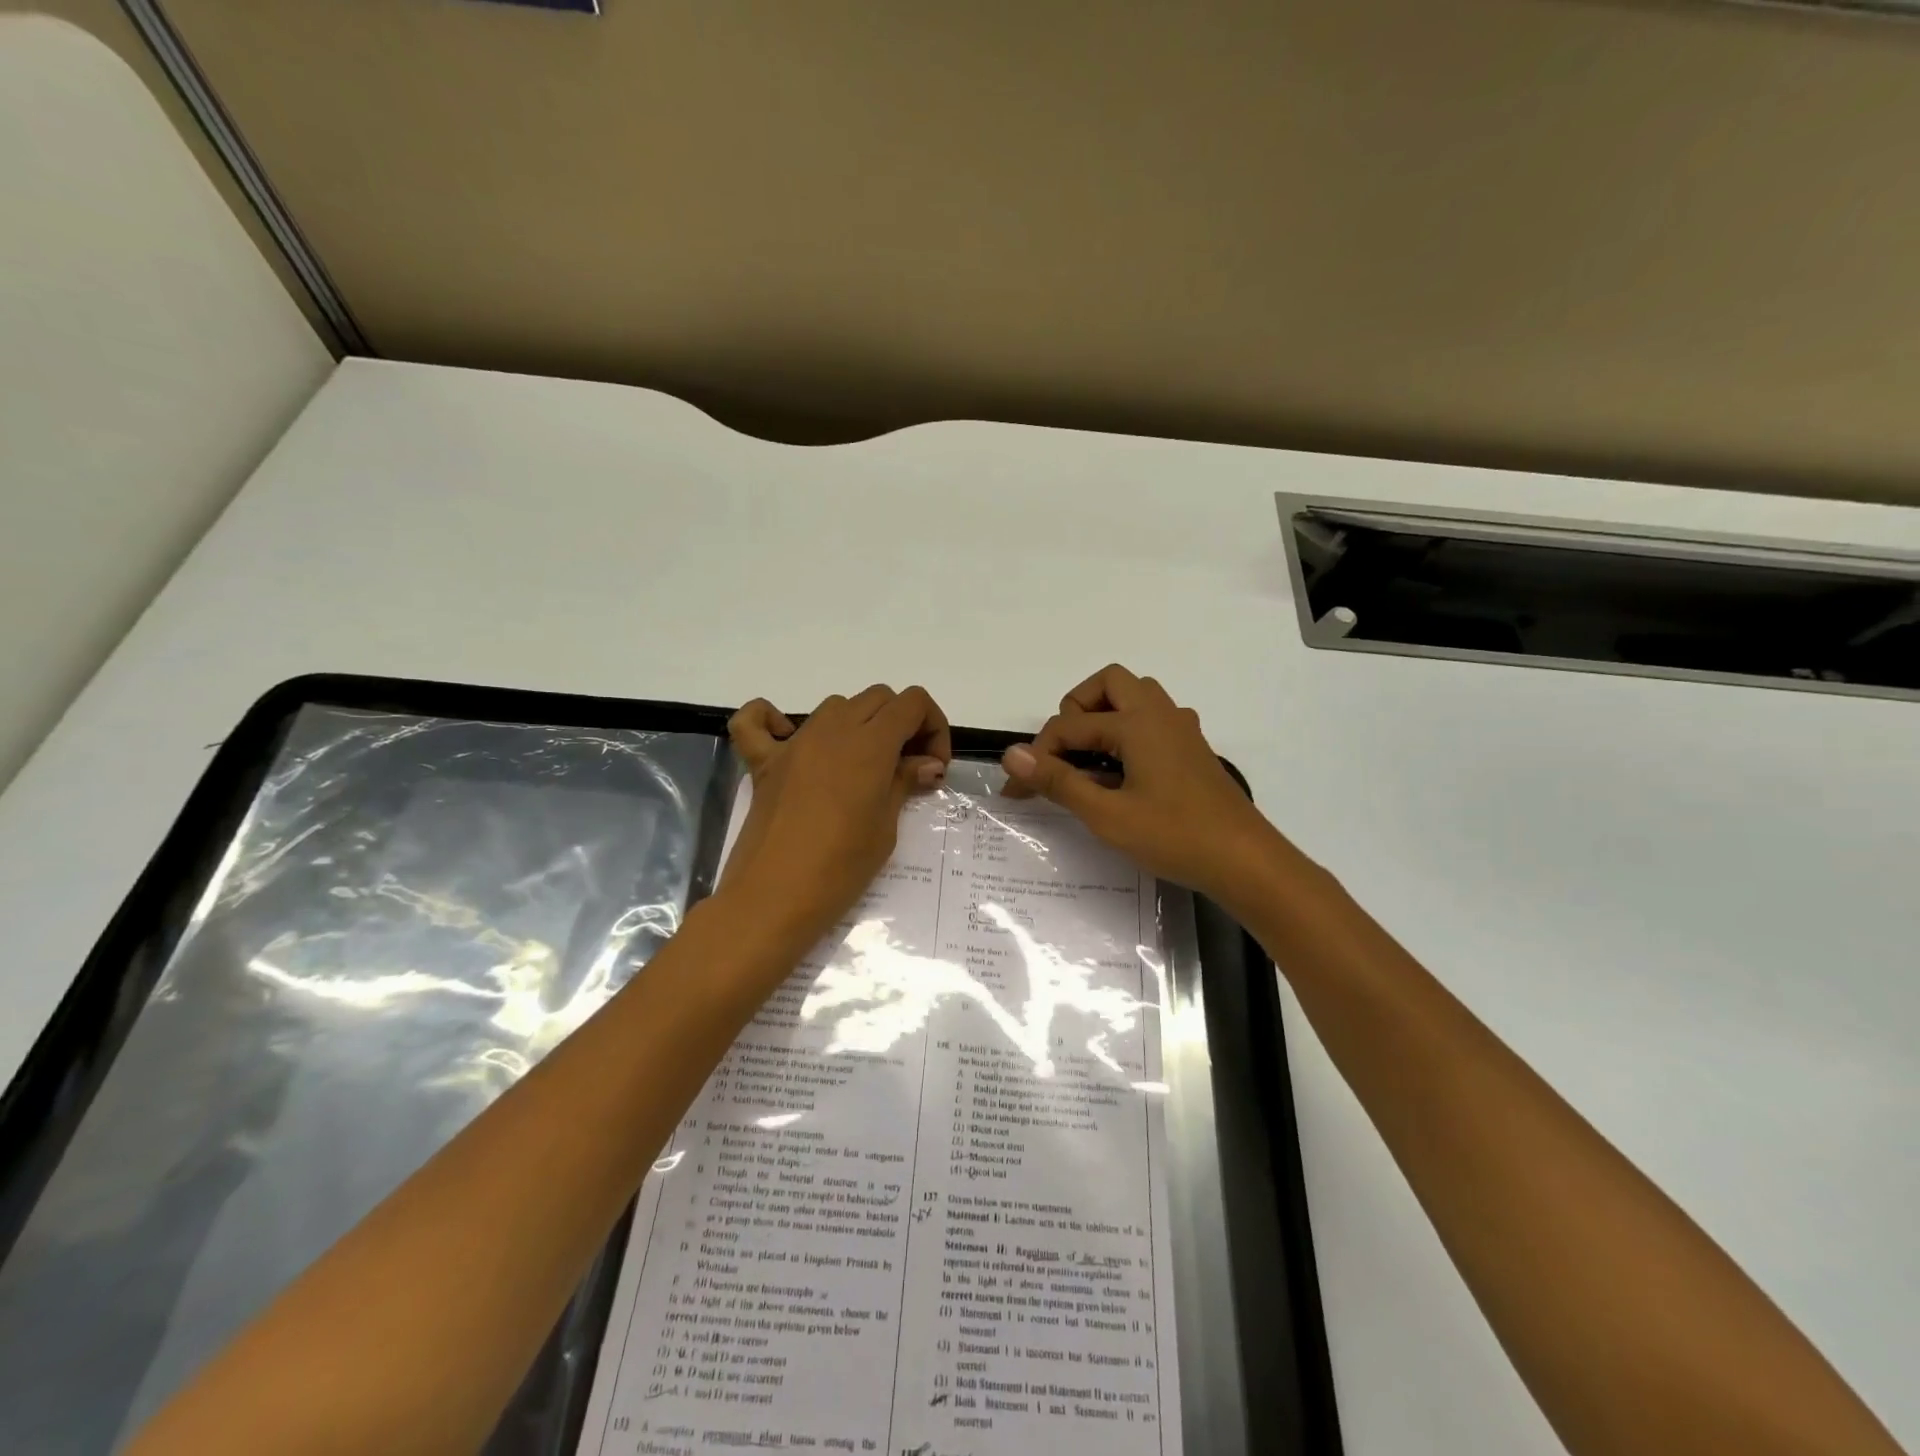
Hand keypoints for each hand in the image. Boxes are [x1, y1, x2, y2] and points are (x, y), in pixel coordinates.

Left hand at [719, 684, 951, 952]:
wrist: (773, 899)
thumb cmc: (840, 868)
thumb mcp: (886, 828)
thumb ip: (904, 782)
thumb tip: (927, 763)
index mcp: (870, 743)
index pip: (912, 702)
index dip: (933, 726)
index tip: (933, 766)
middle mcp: (832, 730)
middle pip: (878, 698)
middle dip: (902, 724)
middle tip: (907, 768)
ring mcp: (794, 743)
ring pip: (835, 706)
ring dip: (858, 724)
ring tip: (864, 767)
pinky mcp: (763, 762)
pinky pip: (755, 721)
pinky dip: (771, 720)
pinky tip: (790, 741)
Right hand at [1001, 665, 1275, 903]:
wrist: (1246, 862)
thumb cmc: (1175, 836)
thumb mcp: (1107, 815)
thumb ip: (1058, 781)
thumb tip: (1012, 754)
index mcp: (1137, 723)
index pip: (1070, 726)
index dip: (1037, 757)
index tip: (1016, 791)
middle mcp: (1160, 714)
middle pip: (1108, 683)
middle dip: (1076, 710)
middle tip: (1063, 753)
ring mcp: (1182, 730)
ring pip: (1135, 698)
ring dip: (1104, 716)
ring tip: (1089, 761)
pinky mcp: (1193, 750)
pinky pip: (1153, 720)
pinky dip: (1128, 732)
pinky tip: (1123, 773)